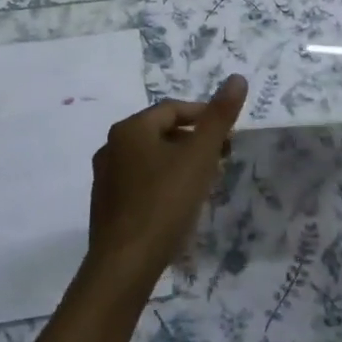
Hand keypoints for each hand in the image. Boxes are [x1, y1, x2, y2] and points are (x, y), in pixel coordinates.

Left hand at [86, 75, 247, 293]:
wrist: (125, 264)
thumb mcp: (200, 156)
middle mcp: (111, 146)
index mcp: (130, 128)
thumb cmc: (165, 202)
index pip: (173, 109)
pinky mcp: (106, 205)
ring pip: (150, 158)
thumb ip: (219, 117)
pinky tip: (178, 204)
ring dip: (178, 162)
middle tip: (220, 158)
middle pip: (160, 132)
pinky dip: (162, 183)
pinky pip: (140, 182)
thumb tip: (237, 78)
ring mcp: (105, 177)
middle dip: (193, 141)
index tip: (228, 136)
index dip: (204, 117)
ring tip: (204, 182)